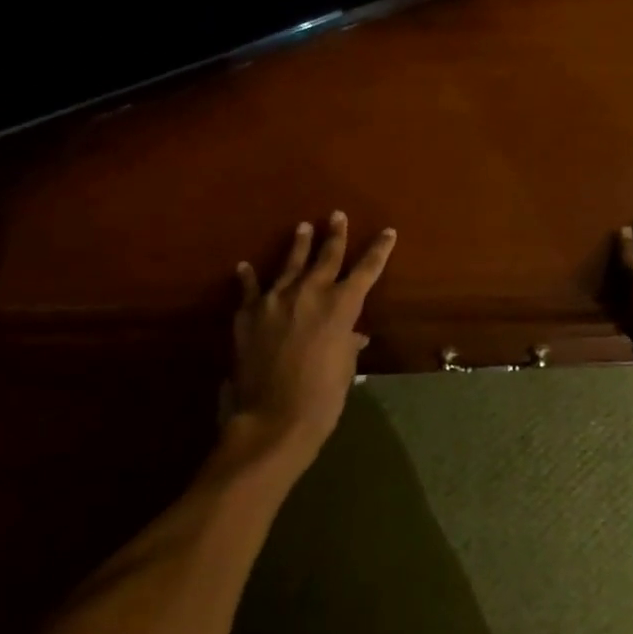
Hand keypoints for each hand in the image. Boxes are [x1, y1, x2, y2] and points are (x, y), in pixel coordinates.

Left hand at [226, 212, 396, 473]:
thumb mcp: (345, 367)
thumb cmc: (323, 396)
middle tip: (337, 215)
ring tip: (303, 227)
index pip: (367, 270)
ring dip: (298, 245)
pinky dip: (248, 277)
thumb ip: (348, 343)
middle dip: (335, 235)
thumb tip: (353, 335)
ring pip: (289, 264)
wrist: (274, 418)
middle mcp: (310, 293)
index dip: (379, 250)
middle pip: (326, 256)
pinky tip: (245, 266)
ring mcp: (275, 300)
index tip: (387, 232)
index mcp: (341, 306)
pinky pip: (249, 289)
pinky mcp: (248, 314)